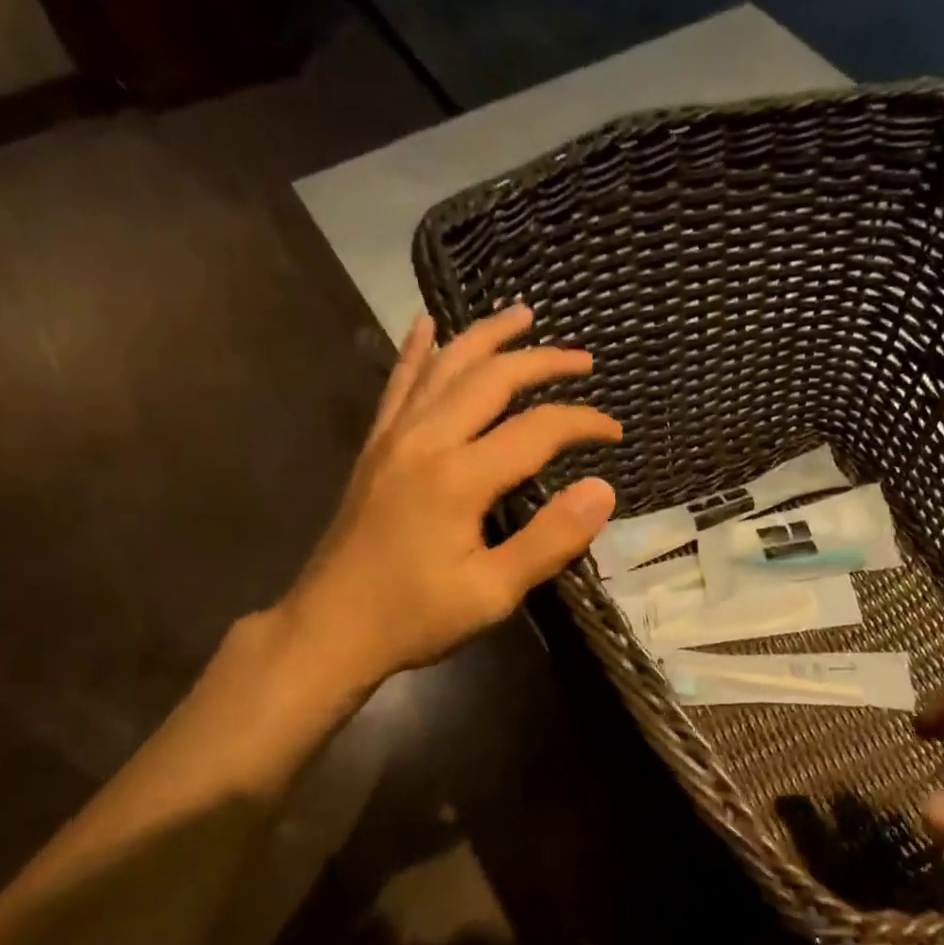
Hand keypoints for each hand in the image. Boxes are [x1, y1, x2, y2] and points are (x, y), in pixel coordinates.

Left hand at [280, 305, 618, 684]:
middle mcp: (425, 441)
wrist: (328, 630)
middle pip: (491, 379)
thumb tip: (602, 490)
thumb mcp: (492, 593)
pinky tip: (426, 324)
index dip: (582, 423)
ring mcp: (393, 439)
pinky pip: (398, 385)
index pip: (537, 430)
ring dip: (486, 337)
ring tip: (521, 314)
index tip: (615, 432)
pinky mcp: (375, 449)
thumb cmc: (414, 617)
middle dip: (543, 362)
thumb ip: (550, 540)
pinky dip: (416, 350)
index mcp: (459, 477)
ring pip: (444, 367)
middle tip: (583, 360)